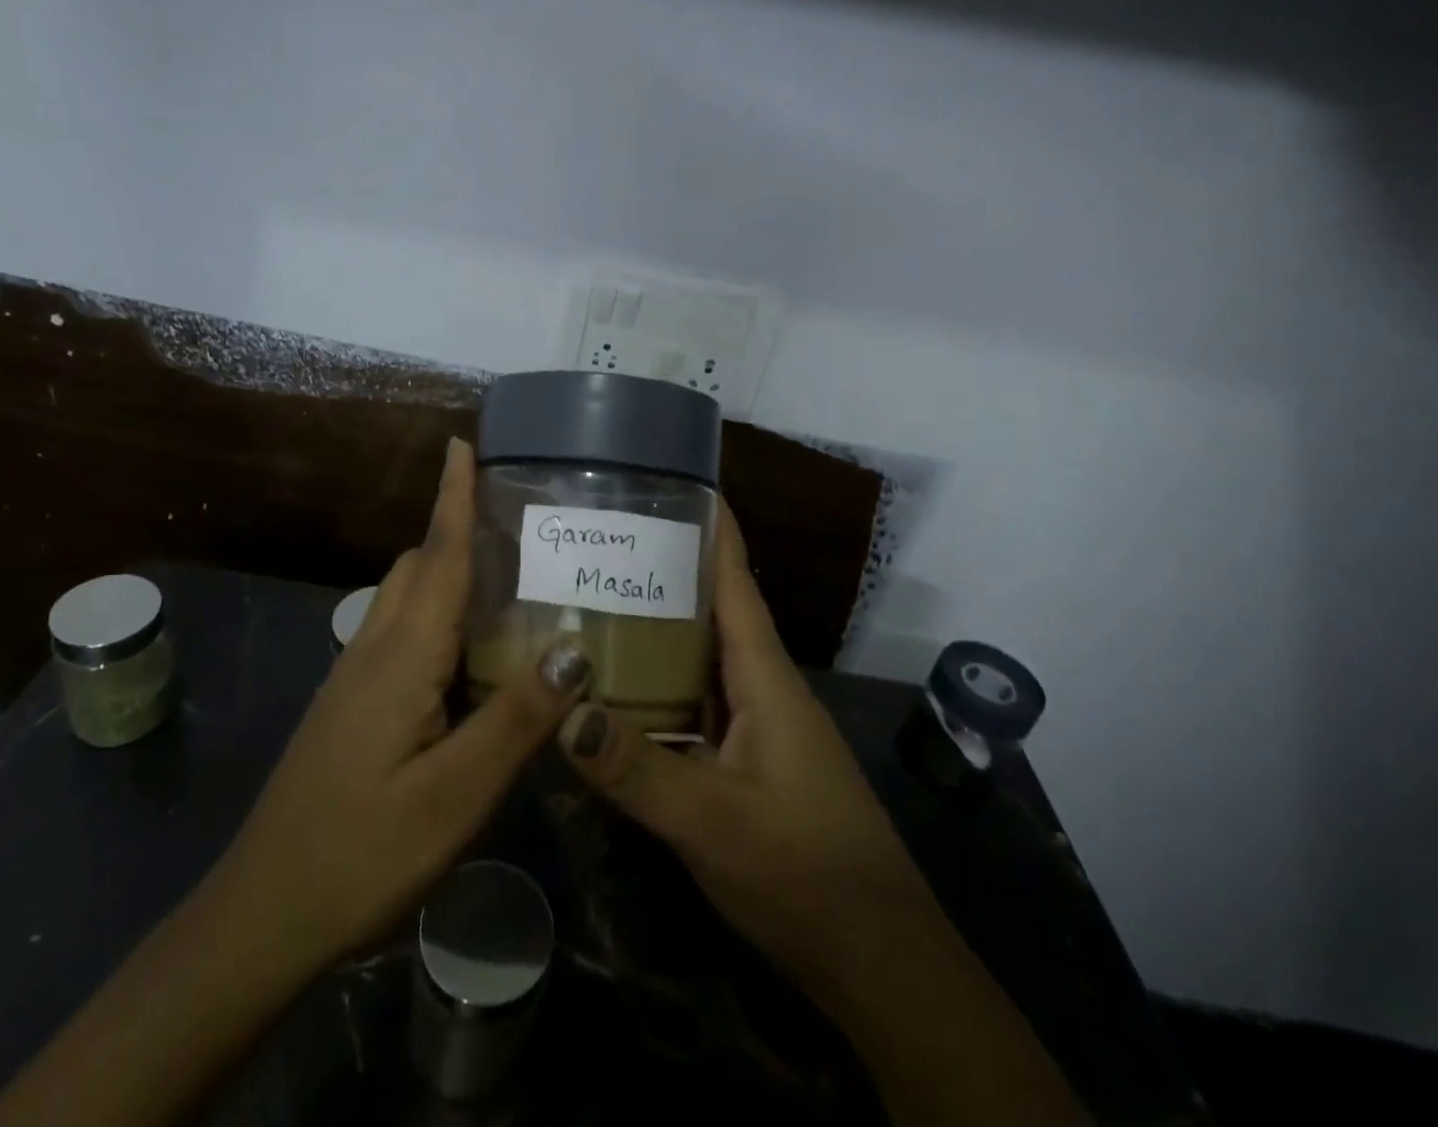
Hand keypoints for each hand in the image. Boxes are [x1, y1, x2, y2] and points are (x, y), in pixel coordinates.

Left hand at [0, 439, 592, 1126]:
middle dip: (454, 529)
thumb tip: (574, 648)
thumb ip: (516, 719)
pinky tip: (467, 657)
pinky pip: (398, 634)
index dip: (452, 498)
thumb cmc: (361, 852)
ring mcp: (353, 678)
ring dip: (444, 572)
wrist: (262, 915)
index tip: (462, 444)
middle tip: (512, 521)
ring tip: (503, 580)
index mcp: (401, 657)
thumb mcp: (454, 795)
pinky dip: (435, 617)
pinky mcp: (349, 706)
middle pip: (415, 568)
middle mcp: (373, 650)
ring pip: (403, 600)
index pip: (437, 558)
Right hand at [555, 499, 920, 1012]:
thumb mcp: (713, 820)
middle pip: (710, 609)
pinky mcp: (743, 759)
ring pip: (698, 657)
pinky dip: (656, 684)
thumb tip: (561, 708)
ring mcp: (753, 723)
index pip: (735, 579)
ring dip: (655, 627)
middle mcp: (759, 685)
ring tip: (591, 600)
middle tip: (598, 542)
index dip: (710, 526)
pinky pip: (692, 702)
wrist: (875, 958)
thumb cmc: (804, 871)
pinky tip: (613, 690)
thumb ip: (636, 768)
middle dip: (662, 570)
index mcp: (764, 674)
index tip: (672, 479)